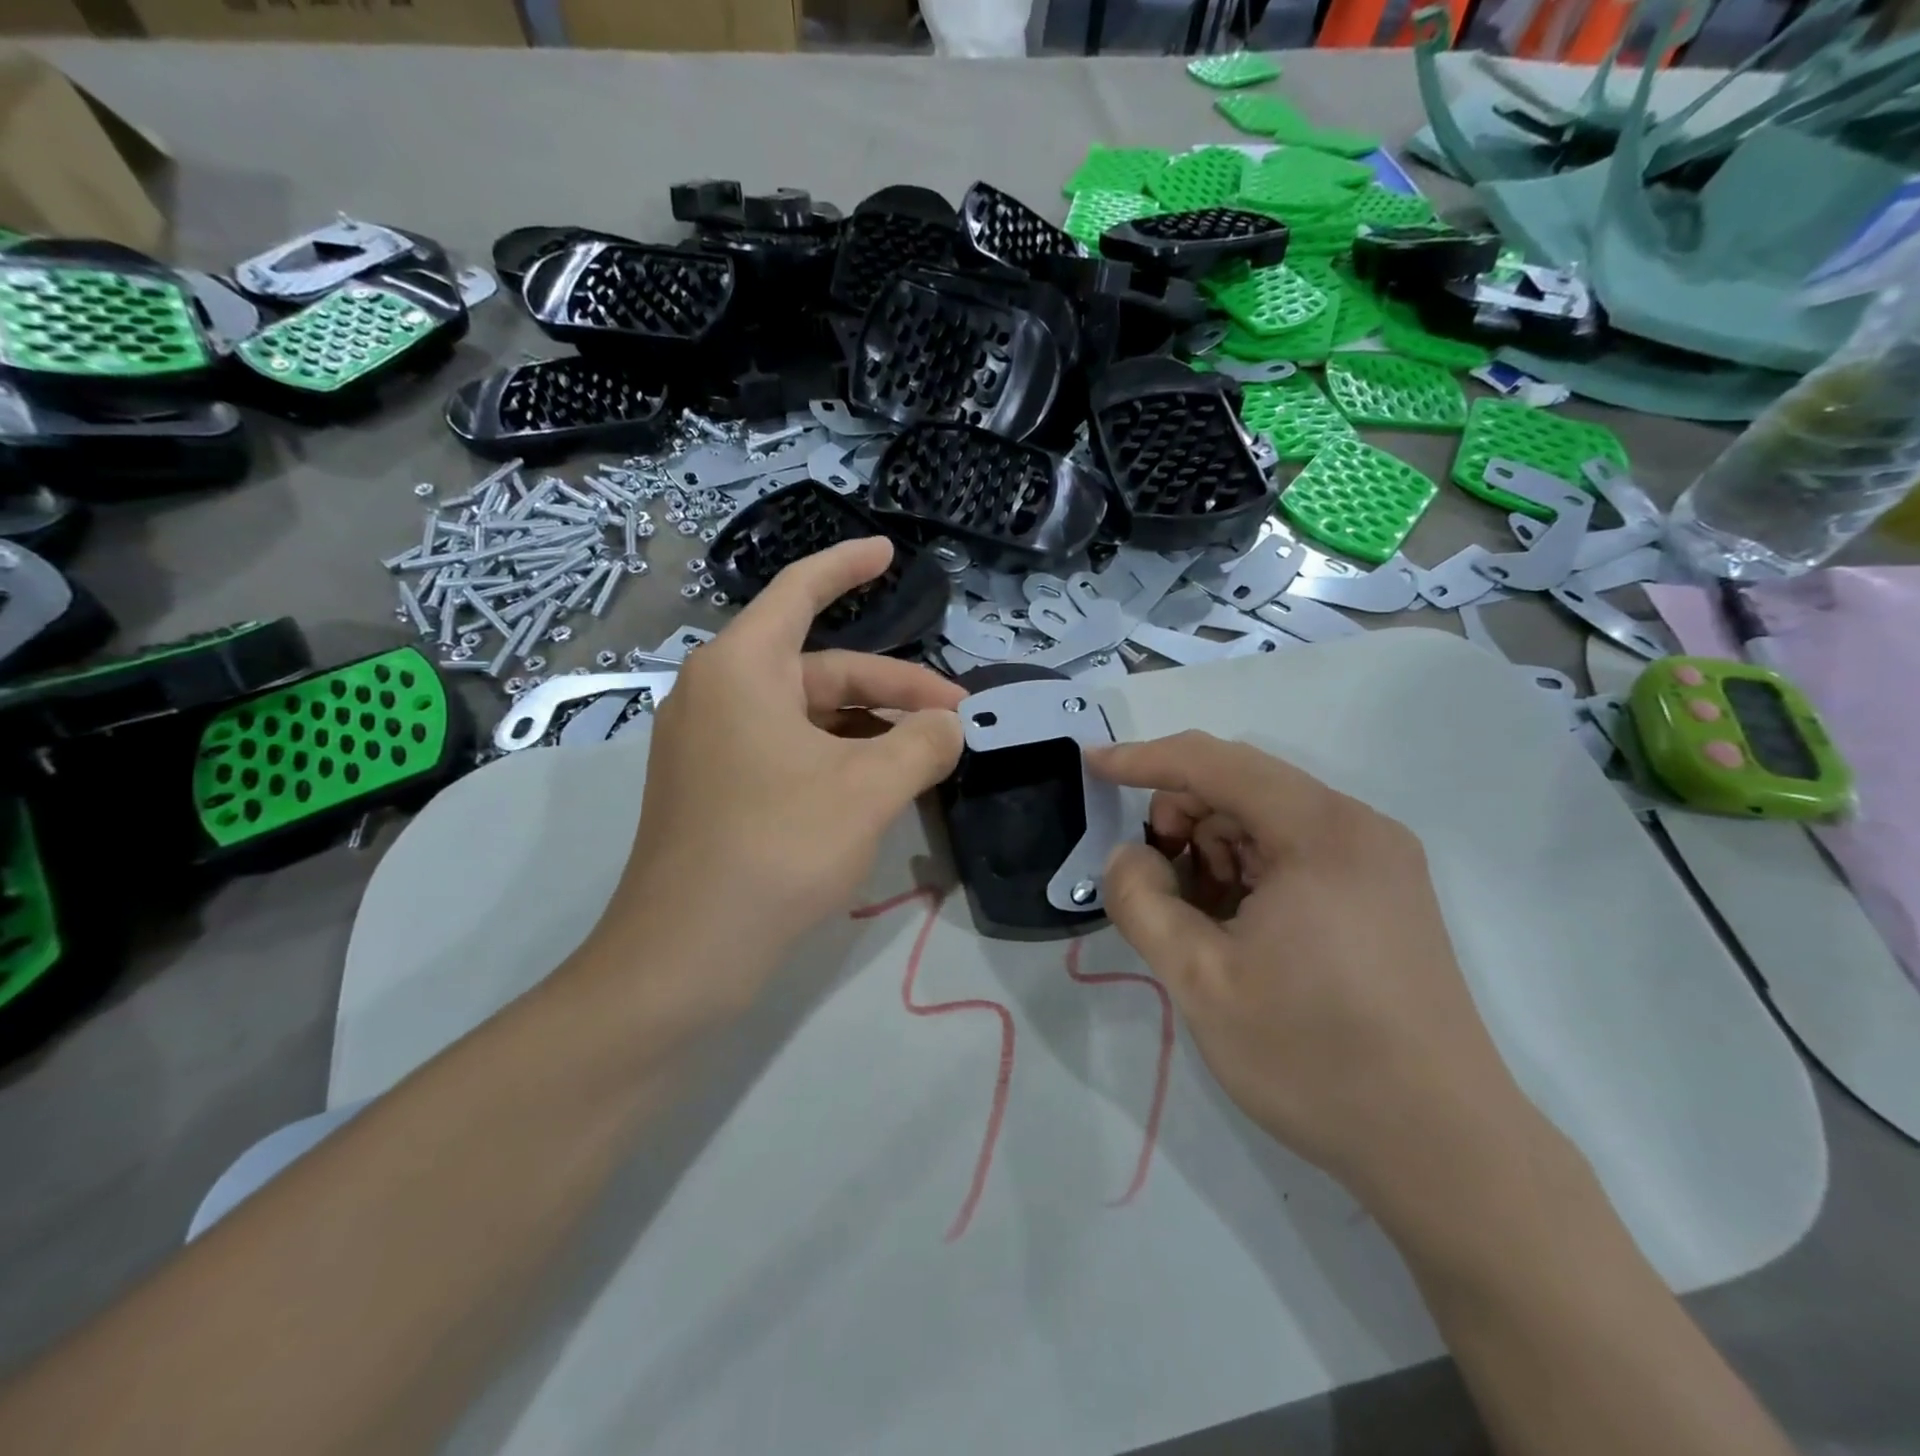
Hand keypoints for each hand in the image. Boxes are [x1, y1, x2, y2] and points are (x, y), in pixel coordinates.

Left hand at [587, 539, 963, 1015]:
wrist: (685, 954)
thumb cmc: (776, 849)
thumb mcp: (868, 789)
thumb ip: (923, 744)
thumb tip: (950, 726)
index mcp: (742, 669)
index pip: (800, 592)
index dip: (847, 566)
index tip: (889, 553)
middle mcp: (719, 694)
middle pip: (822, 669)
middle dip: (893, 689)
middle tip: (957, 718)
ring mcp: (712, 745)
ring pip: (809, 716)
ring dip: (871, 729)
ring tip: (929, 757)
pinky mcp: (715, 789)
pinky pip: (789, 750)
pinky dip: (839, 758)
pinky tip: (880, 787)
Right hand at [1089, 731, 1535, 1207]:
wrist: (1445, 1152)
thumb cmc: (1314, 1058)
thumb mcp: (1200, 980)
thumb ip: (1141, 901)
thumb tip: (1127, 857)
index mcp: (1320, 831)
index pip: (1214, 763)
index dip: (1144, 759)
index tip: (1091, 767)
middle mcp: (1358, 827)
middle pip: (1242, 785)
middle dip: (1182, 817)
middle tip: (1154, 882)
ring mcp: (1379, 860)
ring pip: (1267, 819)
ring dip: (1214, 849)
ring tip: (1200, 920)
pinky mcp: (1385, 893)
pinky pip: (1296, 851)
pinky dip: (1250, 870)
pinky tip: (1239, 928)